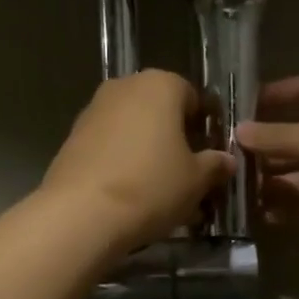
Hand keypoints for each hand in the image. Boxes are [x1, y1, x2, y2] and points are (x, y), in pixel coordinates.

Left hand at [43, 70, 234, 252]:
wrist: (81, 213)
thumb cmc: (151, 186)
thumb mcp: (197, 180)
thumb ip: (215, 165)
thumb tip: (226, 160)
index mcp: (160, 85)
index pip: (192, 96)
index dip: (204, 126)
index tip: (210, 154)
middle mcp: (124, 88)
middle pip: (160, 111)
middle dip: (175, 139)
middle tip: (188, 174)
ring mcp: (93, 111)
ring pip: (133, 130)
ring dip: (148, 153)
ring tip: (161, 192)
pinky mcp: (72, 139)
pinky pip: (109, 147)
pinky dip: (123, 164)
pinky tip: (132, 197)